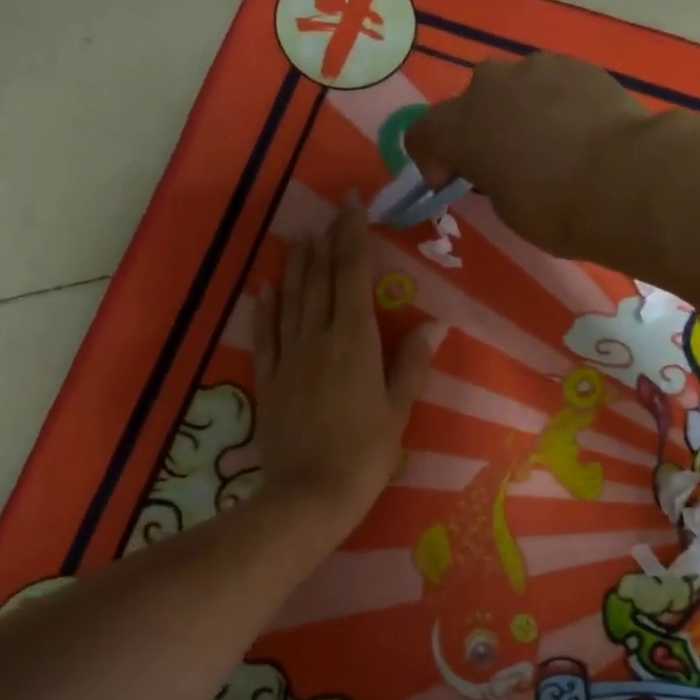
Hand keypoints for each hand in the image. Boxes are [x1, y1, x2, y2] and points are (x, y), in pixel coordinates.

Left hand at [252, 195, 440, 550]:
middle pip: (321, 280)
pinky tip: (265, 288)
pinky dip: (266, 308)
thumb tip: (434, 324)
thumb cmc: (364, 455)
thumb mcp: (398, 410)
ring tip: (301, 237)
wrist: (308, 495)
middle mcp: (318, 338)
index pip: (353, 275)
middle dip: (327, 243)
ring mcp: (288, 357)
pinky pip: (266, 335)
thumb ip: (411, 364)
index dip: (352, 236)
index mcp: (355, 341)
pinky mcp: (269, 380)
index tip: (351, 204)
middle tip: (331, 213)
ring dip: (297, 266)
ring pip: (291, 300)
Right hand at [409, 53, 649, 256]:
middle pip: (469, 104)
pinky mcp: (579, 65)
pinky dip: (554, 106)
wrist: (625, 180)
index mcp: (461, 125)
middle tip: (500, 165)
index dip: (430, 160)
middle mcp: (491, 85)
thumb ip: (489, 179)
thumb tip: (501, 168)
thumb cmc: (554, 208)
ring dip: (517, 114)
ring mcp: (537, 68)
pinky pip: (552, 85)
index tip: (449, 183)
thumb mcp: (505, 208)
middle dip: (477, 131)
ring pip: (513, 89)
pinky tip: (577, 135)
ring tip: (546, 148)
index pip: (423, 133)